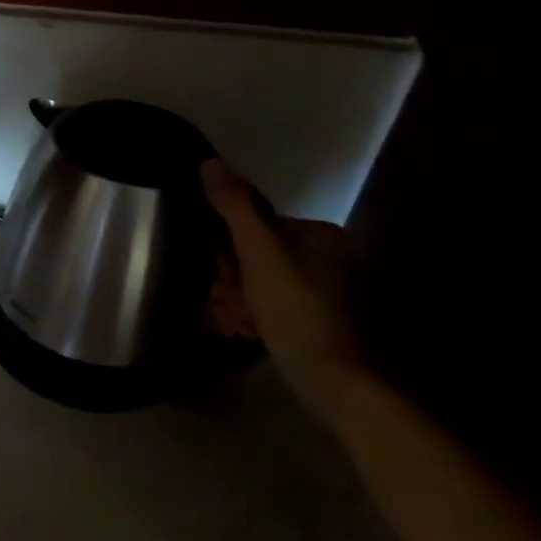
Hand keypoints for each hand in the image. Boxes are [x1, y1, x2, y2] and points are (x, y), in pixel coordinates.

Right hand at [201, 158, 361, 417]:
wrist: (331, 379)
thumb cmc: (295, 308)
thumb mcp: (259, 252)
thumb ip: (234, 207)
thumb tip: (209, 162)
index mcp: (317, 236)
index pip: (252, 225)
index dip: (227, 248)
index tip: (222, 272)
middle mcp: (321, 258)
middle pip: (250, 256)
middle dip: (230, 280)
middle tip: (230, 302)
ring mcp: (317, 291)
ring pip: (252, 283)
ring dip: (234, 301)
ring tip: (236, 322)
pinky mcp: (309, 319)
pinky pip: (265, 305)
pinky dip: (249, 315)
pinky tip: (243, 330)